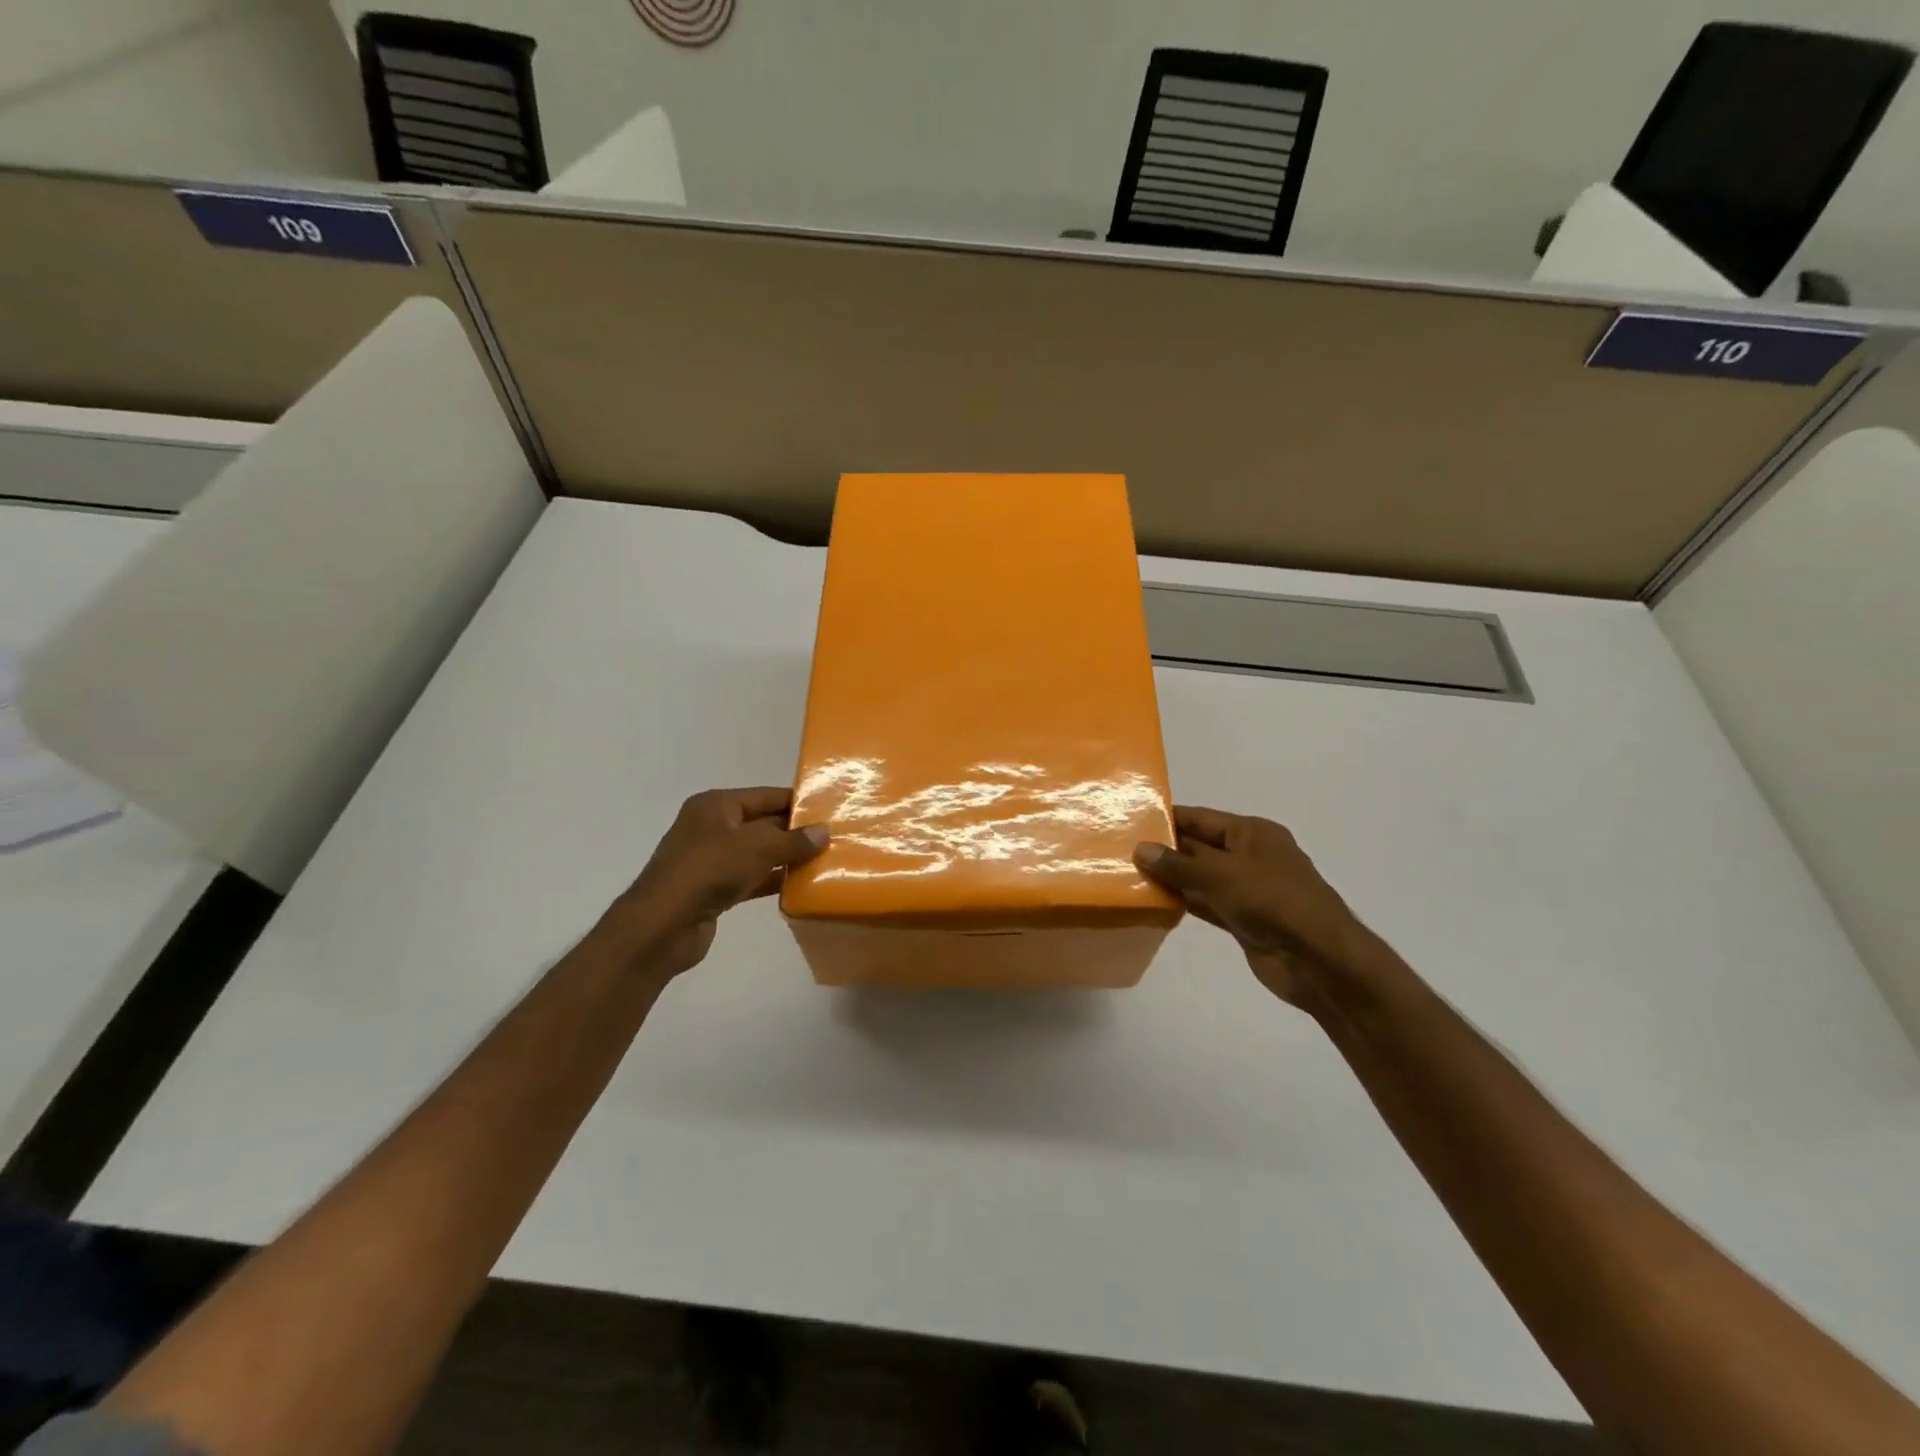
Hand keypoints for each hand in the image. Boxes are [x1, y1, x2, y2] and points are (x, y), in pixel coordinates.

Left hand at [602, 787, 828, 981]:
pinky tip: (800, 886)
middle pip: (763, 823)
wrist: (663, 925)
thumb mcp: (758, 848)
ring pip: (758, 853)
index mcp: (716, 805)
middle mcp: (712, 827)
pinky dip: (772, 880)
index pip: (765, 796)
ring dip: (786, 858)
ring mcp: (711, 860)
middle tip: (833, 837)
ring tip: (825, 860)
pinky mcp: (714, 889)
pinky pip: (751, 878)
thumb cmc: (709, 870)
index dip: (796, 802)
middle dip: (795, 832)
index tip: (829, 809)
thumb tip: (824, 832)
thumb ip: (793, 840)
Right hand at [1134, 806, 1374, 1006]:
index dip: (1168, 818)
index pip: (1201, 818)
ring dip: (1171, 878)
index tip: (1130, 819)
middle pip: (1199, 847)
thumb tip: (1140, 848)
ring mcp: (1247, 890)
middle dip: (1164, 849)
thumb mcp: (1221, 875)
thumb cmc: (1273, 901)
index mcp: (1252, 833)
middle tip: (1120, 849)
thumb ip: (1178, 864)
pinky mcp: (1243, 920)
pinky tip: (1153, 901)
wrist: (1318, 960)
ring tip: (1128, 874)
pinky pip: (1206, 904)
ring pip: (1200, 877)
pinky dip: (1183, 902)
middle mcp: (1250, 856)